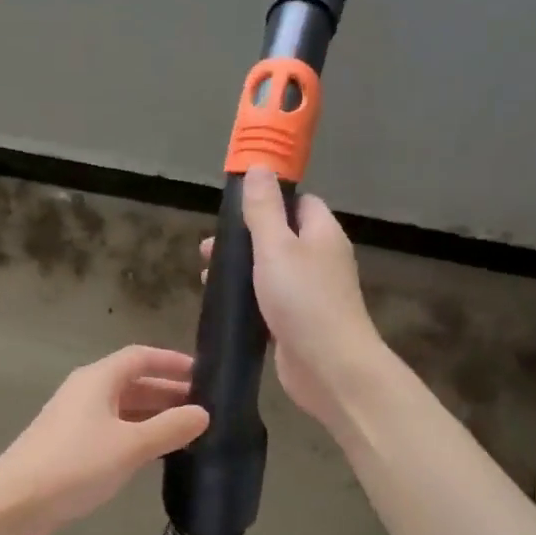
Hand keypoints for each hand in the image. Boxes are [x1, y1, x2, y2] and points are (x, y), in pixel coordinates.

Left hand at [0, 346, 209, 534]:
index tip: (204, 373)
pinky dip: (137, 435)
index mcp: (98, 379)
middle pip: (133, 382)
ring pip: (124, 408)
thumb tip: (203, 413)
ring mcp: (76, 420)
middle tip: (204, 408)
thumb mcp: (129, 446)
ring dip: (154, 416)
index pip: (140, 357)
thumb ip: (169, 428)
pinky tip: (157, 453)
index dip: (172, 361)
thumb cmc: (74, 464)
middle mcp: (86, 392)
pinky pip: (113, 430)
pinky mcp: (71, 446)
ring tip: (189, 430)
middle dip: (168, 392)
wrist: (14, 504)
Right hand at [203, 166, 386, 429]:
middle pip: (281, 237)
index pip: (299, 203)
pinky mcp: (299, 323)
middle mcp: (320, 260)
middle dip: (244, 239)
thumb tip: (259, 167)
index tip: (235, 208)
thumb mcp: (276, 247)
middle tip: (208, 249)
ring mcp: (311, 294)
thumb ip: (264, 209)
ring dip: (241, 271)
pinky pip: (270, 301)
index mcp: (322, 233)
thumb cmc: (303, 300)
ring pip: (272, 271)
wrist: (330, 368)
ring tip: (205, 277)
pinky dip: (248, 300)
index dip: (269, 200)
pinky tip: (224, 306)